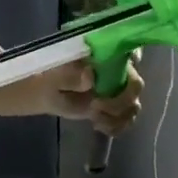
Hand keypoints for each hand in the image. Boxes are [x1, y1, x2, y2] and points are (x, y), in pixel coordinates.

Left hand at [30, 56, 145, 134]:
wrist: (42, 92)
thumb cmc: (48, 74)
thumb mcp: (54, 73)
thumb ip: (71, 74)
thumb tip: (90, 76)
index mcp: (104, 52)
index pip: (130, 51)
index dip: (134, 60)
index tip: (124, 72)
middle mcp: (116, 69)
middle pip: (135, 83)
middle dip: (121, 99)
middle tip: (96, 105)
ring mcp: (116, 90)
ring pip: (132, 104)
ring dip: (118, 116)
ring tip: (95, 119)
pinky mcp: (112, 109)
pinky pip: (124, 119)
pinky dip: (116, 126)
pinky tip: (98, 126)